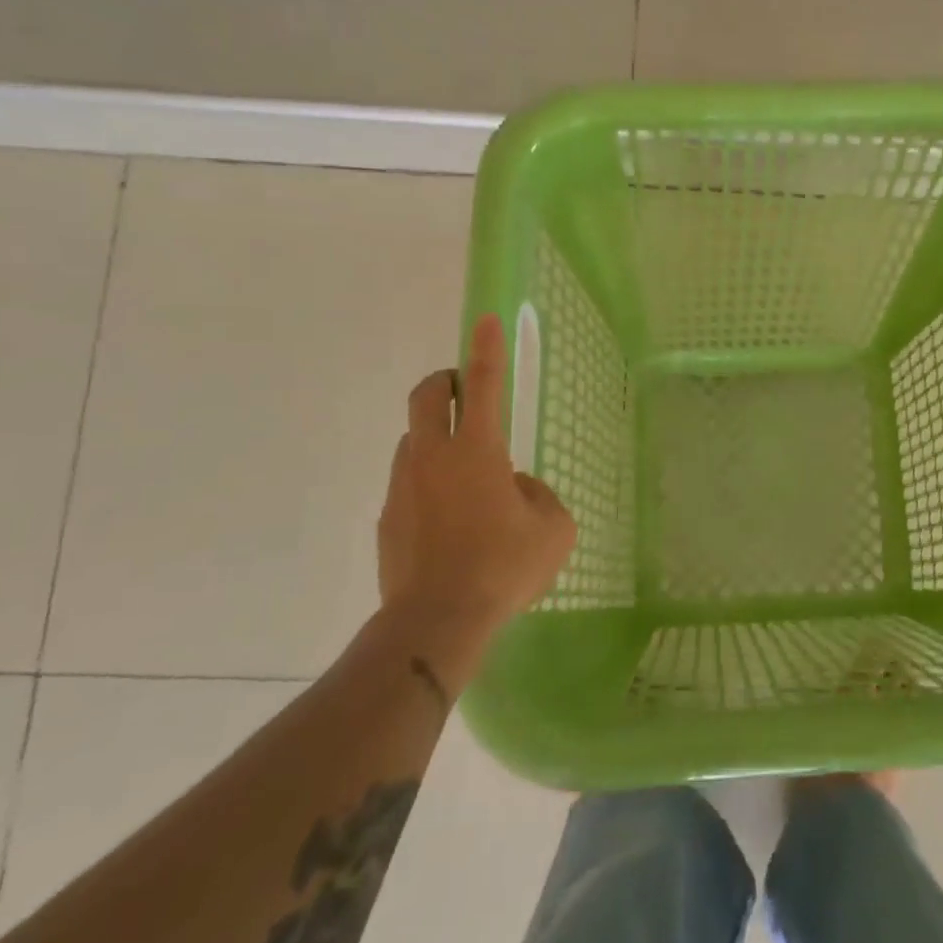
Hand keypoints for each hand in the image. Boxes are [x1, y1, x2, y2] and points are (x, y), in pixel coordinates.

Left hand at [376, 314, 574, 681]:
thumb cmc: (503, 567)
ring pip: (414, 439)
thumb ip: (538, 495)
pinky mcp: (388, 517)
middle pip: (427, 396)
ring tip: (465, 474)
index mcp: (477, 451)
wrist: (435, 622)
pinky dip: (428, 483)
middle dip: (445, 382)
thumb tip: (514, 488)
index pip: (484, 385)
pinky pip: (409, 483)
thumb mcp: (553, 529)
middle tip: (465, 392)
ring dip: (436, 437)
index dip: (487, 349)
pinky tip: (449, 520)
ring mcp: (404, 486)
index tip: (484, 319)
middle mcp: (433, 457)